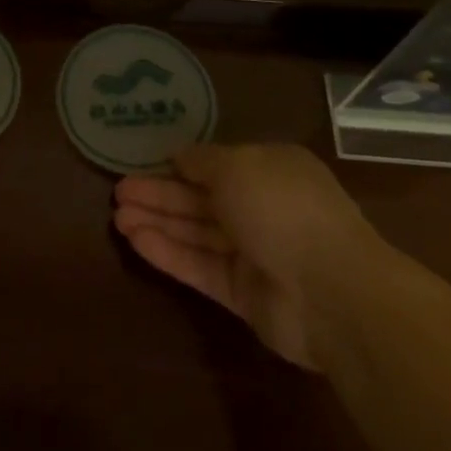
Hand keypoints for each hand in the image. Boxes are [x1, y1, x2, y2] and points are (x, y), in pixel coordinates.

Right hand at [114, 142, 383, 369]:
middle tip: (118, 192)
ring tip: (117, 217)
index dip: (178, 164)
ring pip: (196, 233)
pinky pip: (200, 267)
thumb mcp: (237, 165)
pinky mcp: (244, 293)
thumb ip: (203, 161)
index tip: (143, 161)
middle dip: (159, 194)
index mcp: (268, 169)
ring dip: (157, 222)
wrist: (333, 293)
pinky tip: (135, 241)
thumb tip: (179, 157)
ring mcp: (253, 252)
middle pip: (200, 198)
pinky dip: (169, 253)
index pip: (215, 164)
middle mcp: (261, 206)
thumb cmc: (283, 208)